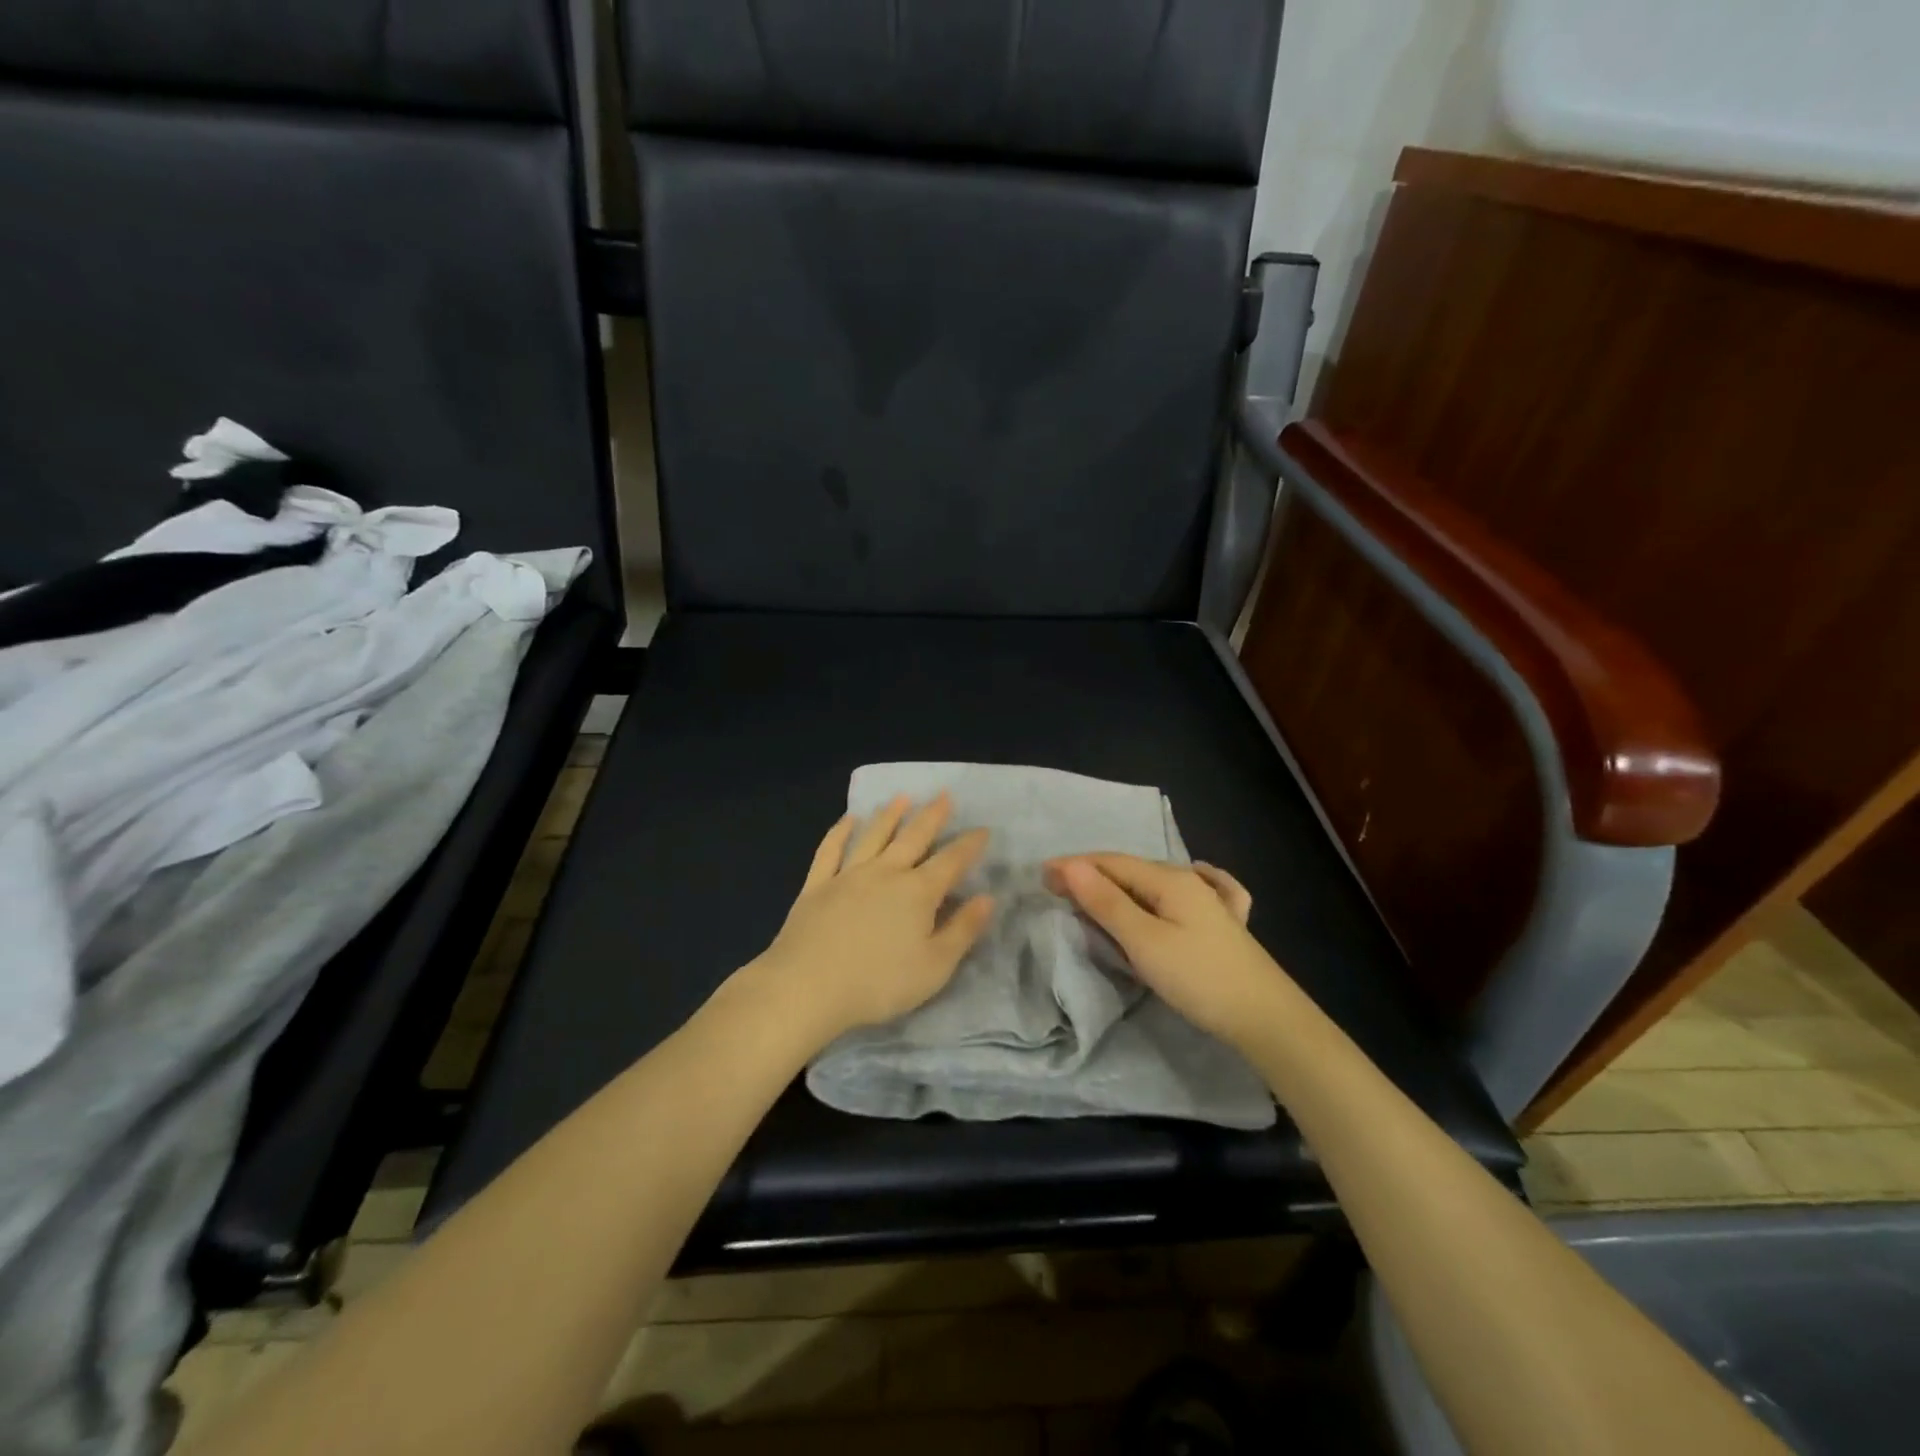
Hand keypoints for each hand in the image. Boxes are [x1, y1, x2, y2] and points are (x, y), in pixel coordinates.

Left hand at [751, 794, 994, 1046]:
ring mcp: (848, 875)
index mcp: (918, 892)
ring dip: (890, 815)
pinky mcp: (817, 885)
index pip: (951, 862)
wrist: (807, 987)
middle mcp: (886, 873)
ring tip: (902, 797)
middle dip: (932, 816)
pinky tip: (847, 820)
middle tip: (944, 795)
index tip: (983, 829)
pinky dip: (840, 832)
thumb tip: (987, 898)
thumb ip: (963, 930)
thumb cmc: (878, 983)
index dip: (969, 845)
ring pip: (874, 836)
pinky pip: (831, 850)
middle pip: (914, 838)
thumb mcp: (934, 966)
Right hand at [1045, 854, 1287, 1050]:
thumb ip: (1106, 902)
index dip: (1074, 866)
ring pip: (1156, 882)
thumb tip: (1071, 865)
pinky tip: (1191, 879)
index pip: (1110, 863)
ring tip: (1094, 894)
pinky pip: (1194, 892)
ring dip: (1120, 884)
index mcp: (1169, 879)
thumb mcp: (1144, 941)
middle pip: (1131, 870)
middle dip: (1092, 874)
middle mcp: (1190, 881)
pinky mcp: (1226, 926)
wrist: (1266, 1018)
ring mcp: (1212, 902)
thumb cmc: (1198, 978)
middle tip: (1058, 888)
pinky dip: (1169, 889)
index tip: (1040, 877)